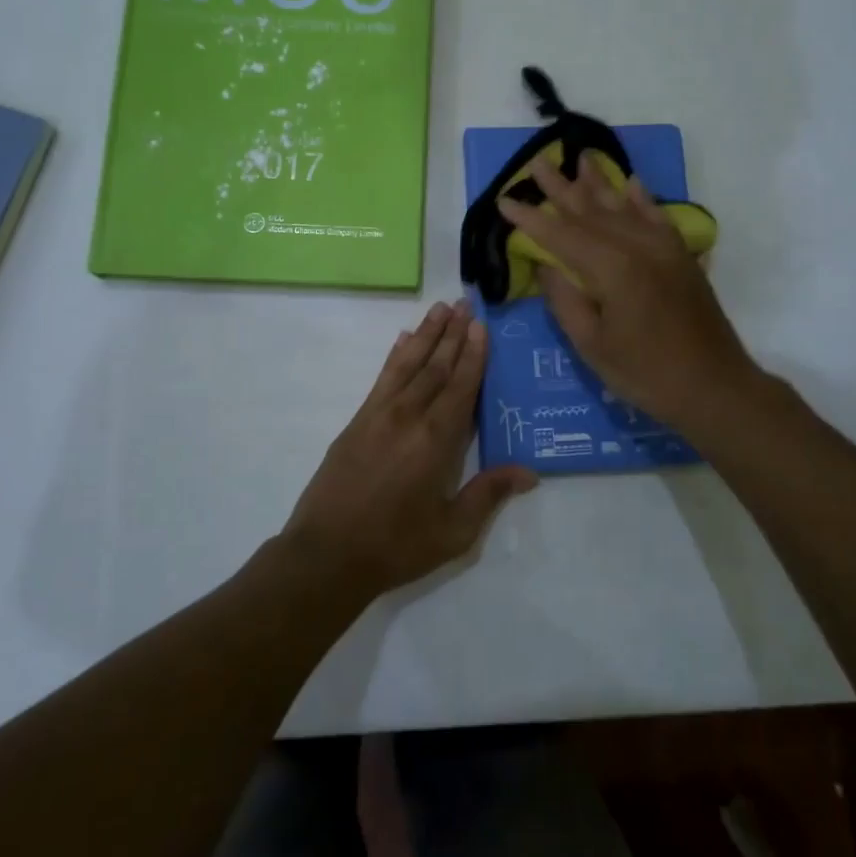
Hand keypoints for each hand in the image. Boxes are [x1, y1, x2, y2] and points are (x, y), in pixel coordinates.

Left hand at [283, 300, 537, 595]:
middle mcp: (408, 416)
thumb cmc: (396, 546)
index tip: (480, 325)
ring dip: (425, 335)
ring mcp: (378, 415)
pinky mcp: (357, 422)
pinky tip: (401, 340)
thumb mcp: (452, 531)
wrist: (327, 554)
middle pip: (435, 366)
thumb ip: (488, 495)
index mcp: (435, 440)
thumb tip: (529, 472)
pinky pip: (381, 379)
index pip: (460, 386)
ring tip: (439, 309)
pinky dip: (394, 356)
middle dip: (452, 333)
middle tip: (465, 302)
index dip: (473, 354)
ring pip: (407, 364)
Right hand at [498, 154, 756, 429]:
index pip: (561, 235)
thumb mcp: (591, 345)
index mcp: (612, 270)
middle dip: (560, 187)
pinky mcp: (681, 256)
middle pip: (591, 210)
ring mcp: (664, 248)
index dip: (530, 219)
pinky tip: (630, 182)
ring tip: (578, 158)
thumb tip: (544, 266)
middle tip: (536, 162)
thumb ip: (564, 300)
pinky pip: (657, 217)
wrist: (715, 387)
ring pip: (623, 207)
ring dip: (598, 182)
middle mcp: (639, 247)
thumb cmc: (646, 374)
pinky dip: (641, 198)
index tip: (504, 200)